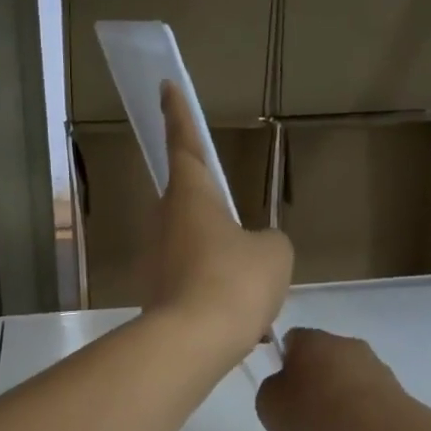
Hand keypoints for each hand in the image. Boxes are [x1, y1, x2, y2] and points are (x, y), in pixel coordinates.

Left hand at [143, 83, 291, 360]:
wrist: (193, 342)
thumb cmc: (235, 281)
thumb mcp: (274, 253)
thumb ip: (268, 242)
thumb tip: (256, 249)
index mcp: (191, 197)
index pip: (184, 144)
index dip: (177, 114)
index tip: (165, 88)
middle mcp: (165, 222)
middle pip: (186, 201)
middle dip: (208, 206)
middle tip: (236, 224)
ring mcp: (155, 260)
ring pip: (192, 246)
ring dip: (217, 258)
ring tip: (251, 288)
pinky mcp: (155, 295)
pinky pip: (192, 282)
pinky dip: (214, 293)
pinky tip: (241, 323)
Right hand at [256, 327, 404, 430]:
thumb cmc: (315, 414)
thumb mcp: (268, 405)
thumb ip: (272, 392)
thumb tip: (285, 389)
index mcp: (312, 341)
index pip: (292, 341)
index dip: (282, 364)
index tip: (280, 392)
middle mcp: (346, 347)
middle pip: (323, 365)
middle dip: (313, 391)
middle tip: (302, 423)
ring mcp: (377, 371)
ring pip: (348, 392)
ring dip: (338, 416)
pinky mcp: (398, 398)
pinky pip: (369, 415)